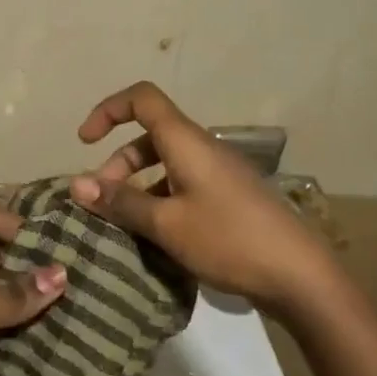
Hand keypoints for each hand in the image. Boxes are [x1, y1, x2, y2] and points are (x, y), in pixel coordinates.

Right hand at [69, 82, 338, 317]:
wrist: (300, 276)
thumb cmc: (229, 240)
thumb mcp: (167, 224)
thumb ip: (121, 202)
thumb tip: (76, 183)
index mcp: (186, 142)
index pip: (141, 99)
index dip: (108, 110)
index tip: (84, 142)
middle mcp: (202, 149)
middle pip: (149, 137)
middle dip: (118, 163)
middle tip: (102, 203)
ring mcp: (218, 174)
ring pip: (165, 164)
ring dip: (138, 186)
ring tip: (124, 225)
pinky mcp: (228, 198)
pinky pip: (182, 185)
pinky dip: (160, 200)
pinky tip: (155, 236)